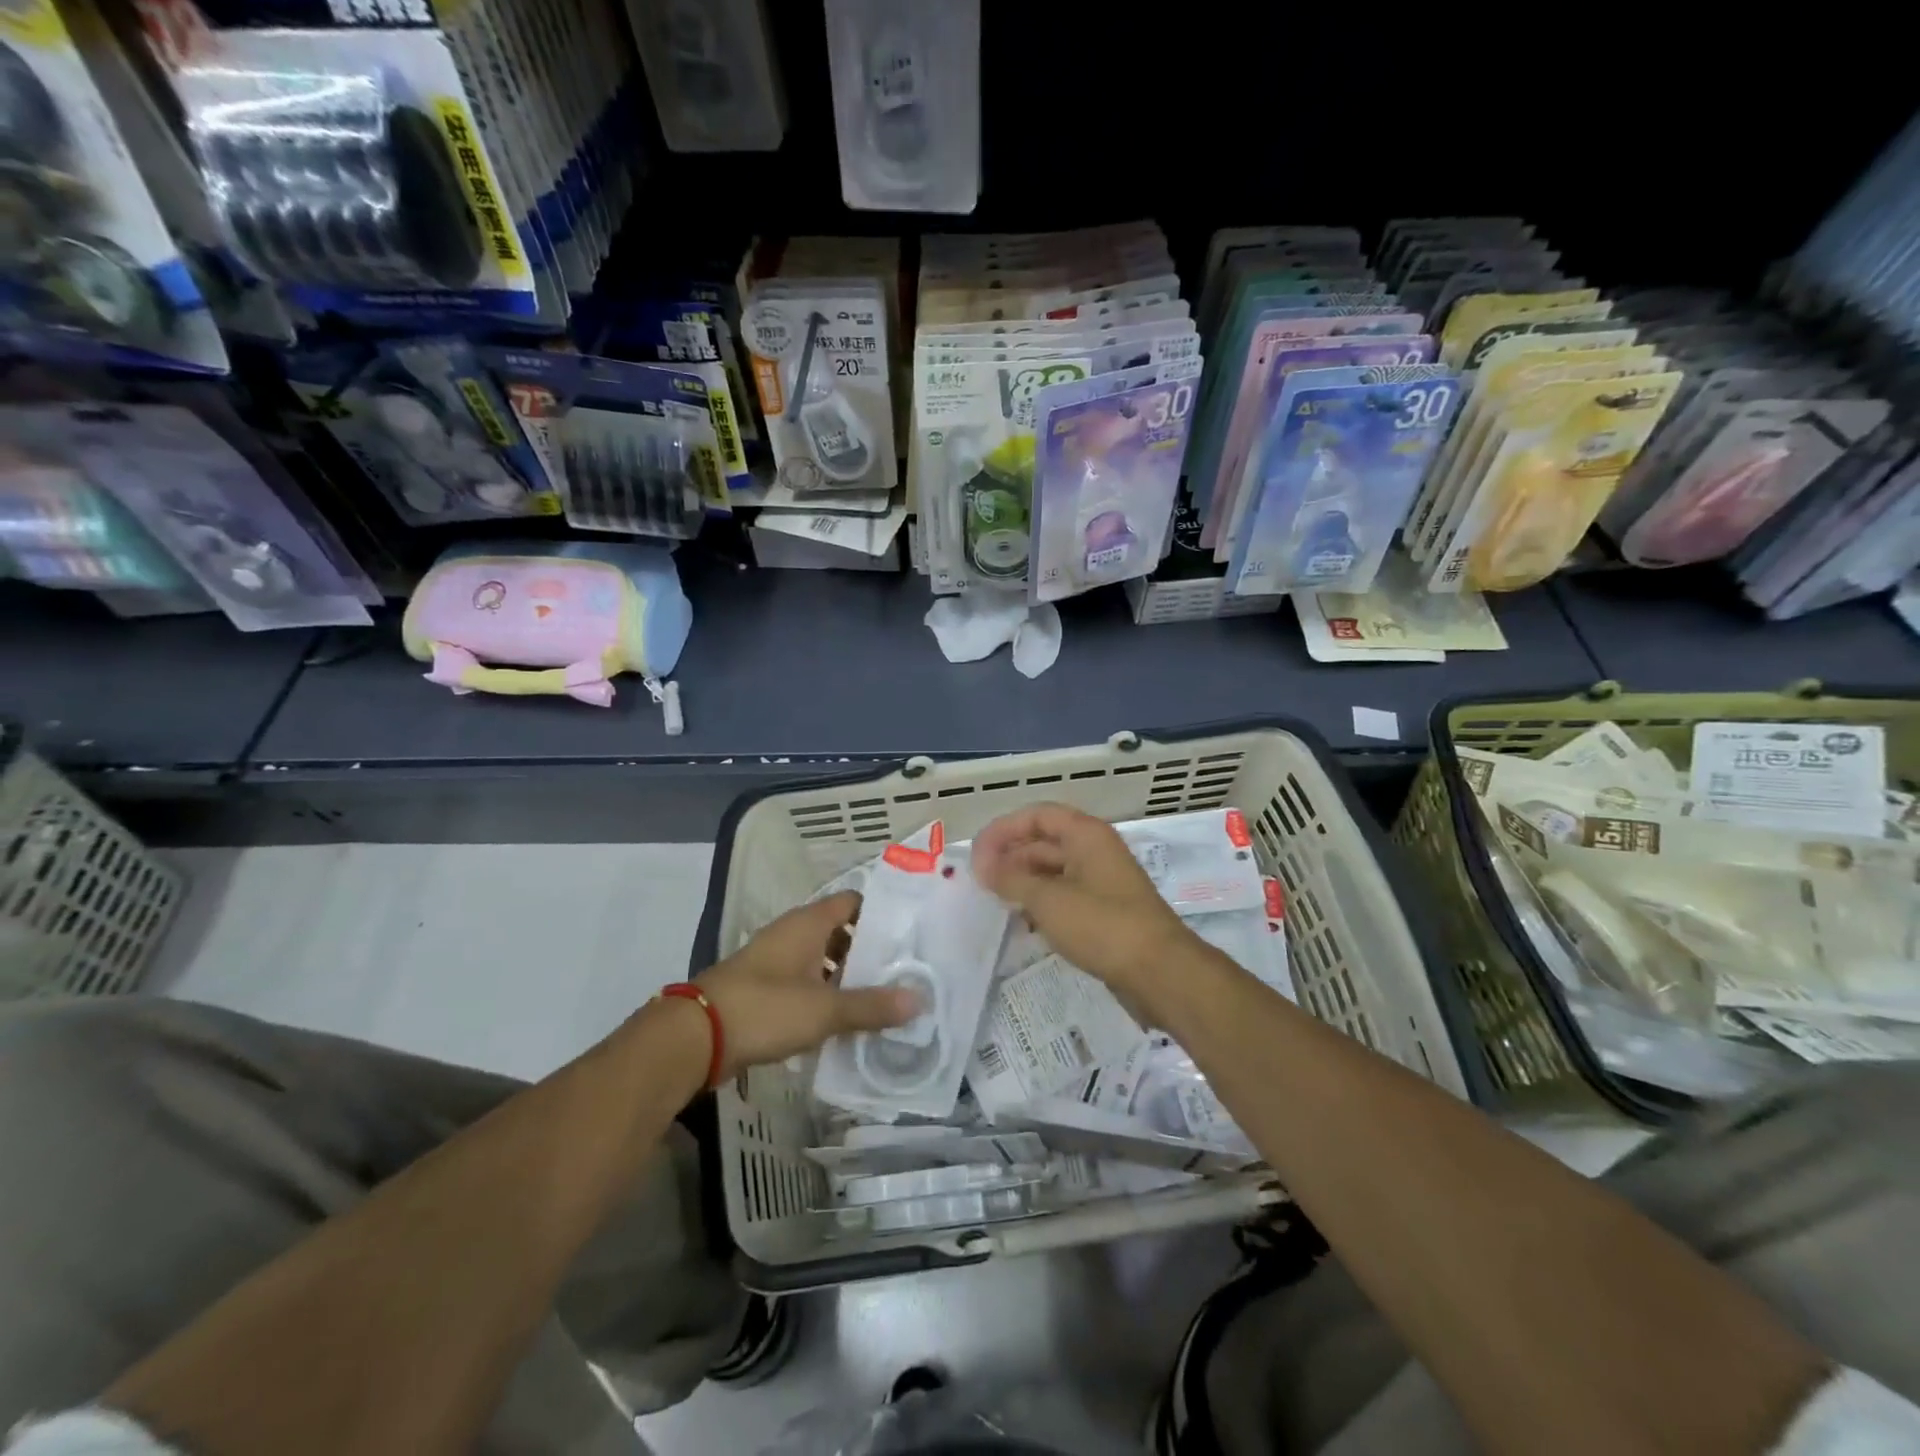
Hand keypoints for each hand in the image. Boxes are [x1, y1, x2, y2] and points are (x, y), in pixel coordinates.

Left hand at [692, 892, 918, 1079]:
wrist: (696, 1037)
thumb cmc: (765, 1008)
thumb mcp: (824, 1009)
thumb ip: (872, 1005)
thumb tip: (920, 1000)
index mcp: (808, 923)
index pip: (853, 902)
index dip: (882, 912)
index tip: (911, 931)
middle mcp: (792, 933)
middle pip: (841, 932)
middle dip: (870, 950)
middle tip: (907, 969)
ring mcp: (775, 960)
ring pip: (822, 960)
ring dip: (847, 976)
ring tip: (883, 996)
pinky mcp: (763, 988)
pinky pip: (805, 983)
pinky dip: (825, 994)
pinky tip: (845, 1019)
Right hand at [972, 803, 1198, 1003]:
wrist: (1160, 972)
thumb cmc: (1102, 925)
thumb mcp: (1048, 899)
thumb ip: (1010, 878)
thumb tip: (983, 865)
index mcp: (1086, 835)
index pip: (1038, 815)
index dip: (1004, 830)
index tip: (977, 855)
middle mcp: (1096, 851)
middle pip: (1045, 842)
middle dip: (1011, 857)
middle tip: (980, 882)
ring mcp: (1103, 882)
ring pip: (1054, 871)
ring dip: (1024, 882)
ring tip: (996, 901)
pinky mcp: (1107, 912)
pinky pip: (1066, 896)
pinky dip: (1042, 903)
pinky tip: (1024, 922)